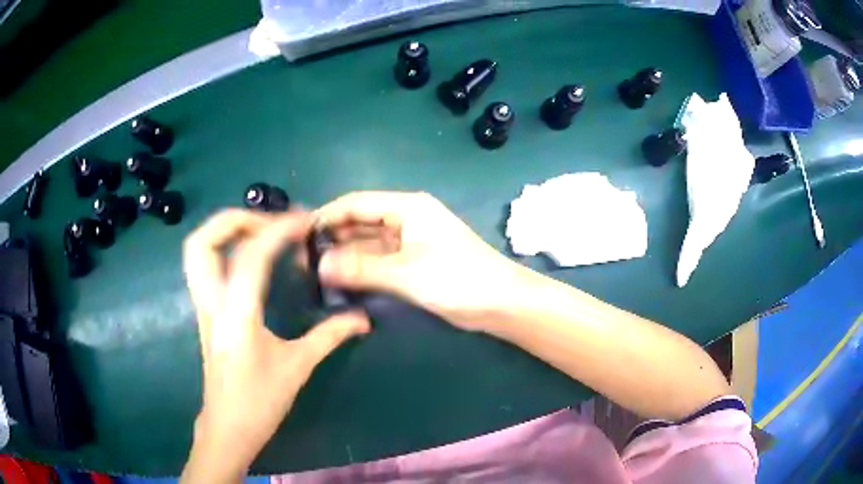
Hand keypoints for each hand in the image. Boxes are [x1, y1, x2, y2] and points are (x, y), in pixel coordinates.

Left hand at [180, 210, 370, 482]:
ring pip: (195, 252)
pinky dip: (222, 249)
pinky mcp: (204, 312)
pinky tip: (248, 260)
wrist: (229, 426)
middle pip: (203, 241)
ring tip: (256, 233)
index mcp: (237, 315)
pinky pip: (203, 267)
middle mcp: (212, 303)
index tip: (304, 220)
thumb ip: (330, 336)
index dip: (278, 229)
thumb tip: (362, 319)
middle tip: (268, 222)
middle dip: (234, 219)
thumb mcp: (298, 366)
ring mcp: (202, 306)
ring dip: (223, 231)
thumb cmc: (261, 401)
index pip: (251, 255)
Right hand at [316, 191, 526, 330]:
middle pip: (360, 221)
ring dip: (346, 254)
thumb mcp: (406, 272)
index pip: (355, 203)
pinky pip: (379, 259)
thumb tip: (320, 266)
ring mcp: (410, 242)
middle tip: (304, 259)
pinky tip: (342, 280)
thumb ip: (361, 267)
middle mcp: (405, 218)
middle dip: (333, 237)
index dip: (327, 215)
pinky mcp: (413, 262)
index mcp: (406, 207)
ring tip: (316, 271)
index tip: (299, 234)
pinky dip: (361, 267)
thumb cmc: (457, 279)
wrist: (500, 302)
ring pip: (368, 242)